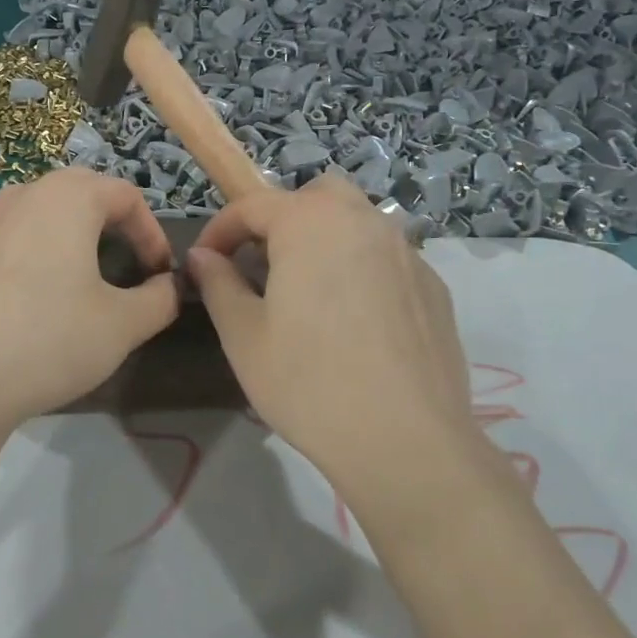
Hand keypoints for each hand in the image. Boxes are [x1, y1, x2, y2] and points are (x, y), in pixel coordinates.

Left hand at [0, 168, 179, 426]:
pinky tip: (34, 279)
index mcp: (68, 197)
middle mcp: (25, 195)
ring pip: (42, 208)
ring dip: (71, 229)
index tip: (161, 276)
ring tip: (84, 268)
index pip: (127, 196)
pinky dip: (31, 246)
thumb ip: (160, 298)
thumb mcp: (124, 324)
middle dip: (115, 223)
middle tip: (131, 264)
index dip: (153, 233)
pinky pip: (9, 234)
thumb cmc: (52, 339)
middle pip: (83, 191)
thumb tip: (169, 287)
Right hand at [189, 175, 485, 517]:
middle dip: (282, 219)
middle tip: (263, 265)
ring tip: (308, 293)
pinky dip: (361, 269)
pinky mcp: (434, 286)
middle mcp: (364, 221)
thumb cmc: (308, 382)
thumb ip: (218, 284)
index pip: (252, 205)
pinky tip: (355, 322)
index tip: (204, 262)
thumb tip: (202, 257)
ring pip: (357, 223)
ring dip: (324, 240)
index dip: (220, 230)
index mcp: (311, 223)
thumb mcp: (244, 335)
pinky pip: (387, 258)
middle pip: (316, 197)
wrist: (405, 440)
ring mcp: (407, 252)